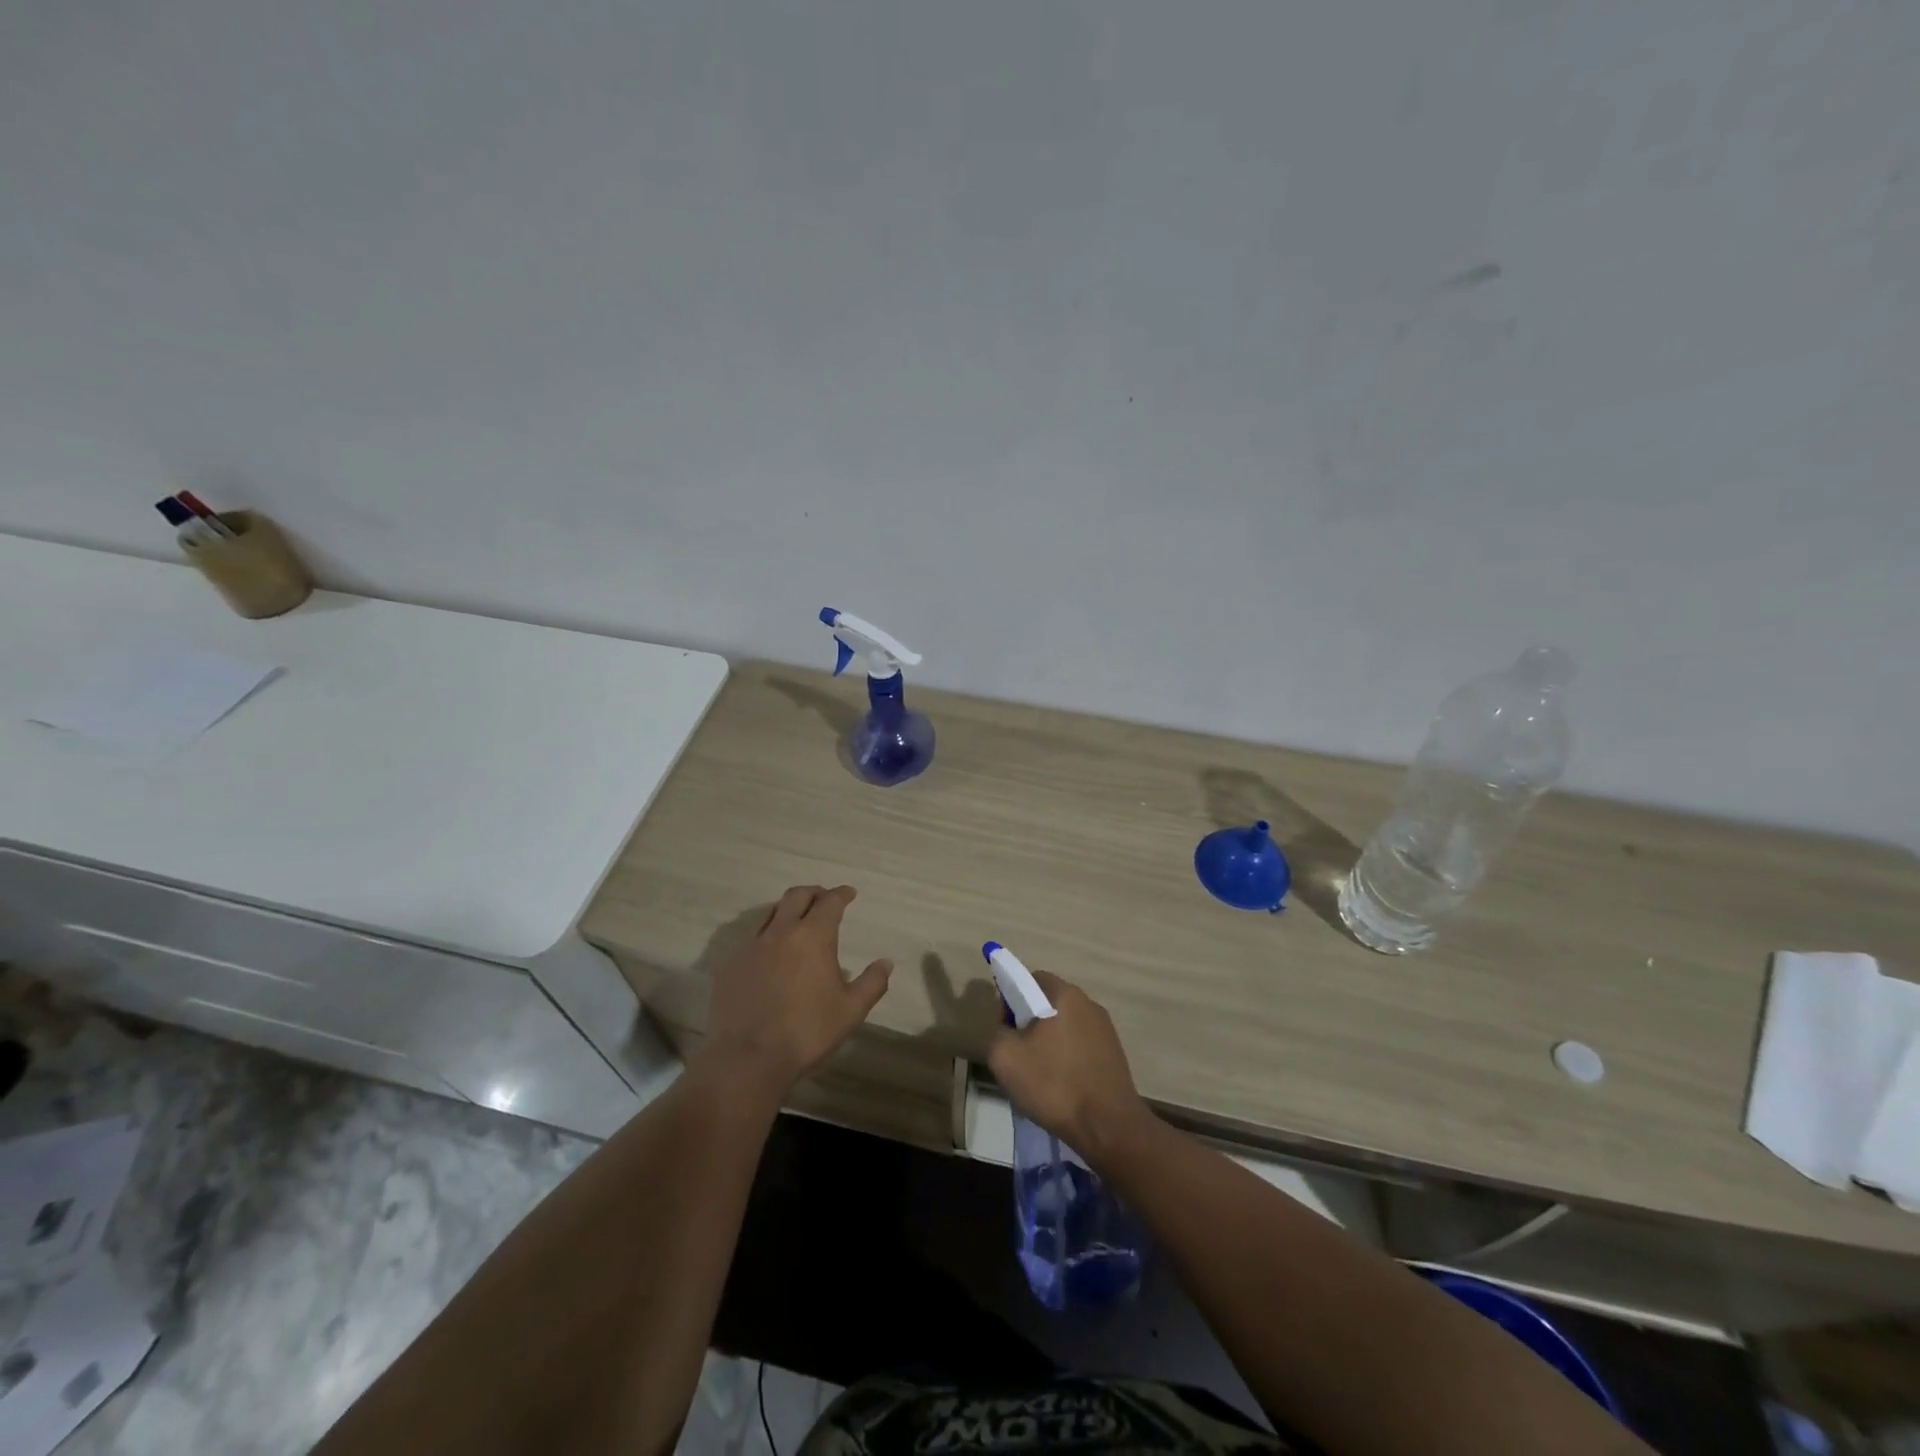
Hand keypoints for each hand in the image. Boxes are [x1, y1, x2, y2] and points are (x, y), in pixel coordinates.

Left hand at [696, 885, 892, 1098]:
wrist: (748, 1057)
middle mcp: (781, 931)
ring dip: (787, 910)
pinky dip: (766, 936)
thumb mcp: (851, 1010)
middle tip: (823, 899)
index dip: (841, 894)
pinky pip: (751, 938)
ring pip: (771, 913)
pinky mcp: (730, 964)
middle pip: (797, 896)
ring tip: (796, 922)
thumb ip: (872, 983)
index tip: (849, 893)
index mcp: (813, 936)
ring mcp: (751, 946)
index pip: (830, 902)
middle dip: (813, 893)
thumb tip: (886, 962)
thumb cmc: (807, 1031)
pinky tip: (770, 954)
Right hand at [987, 968, 1152, 1164]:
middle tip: (1019, 1054)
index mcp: (1065, 994)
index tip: (1006, 1027)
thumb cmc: (1054, 1084)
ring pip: (1065, 1026)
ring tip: (1040, 1075)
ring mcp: (1105, 1029)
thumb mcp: (1005, 1057)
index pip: (1031, 979)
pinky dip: (1067, 1058)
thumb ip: (998, 1031)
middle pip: (1049, 1003)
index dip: (1012, 998)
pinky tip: (1062, 1087)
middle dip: (1030, 1023)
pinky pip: (1081, 1046)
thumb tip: (1008, 1028)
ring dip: (1050, 1042)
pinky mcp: (1115, 1054)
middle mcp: (1089, 1003)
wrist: (1108, 1127)